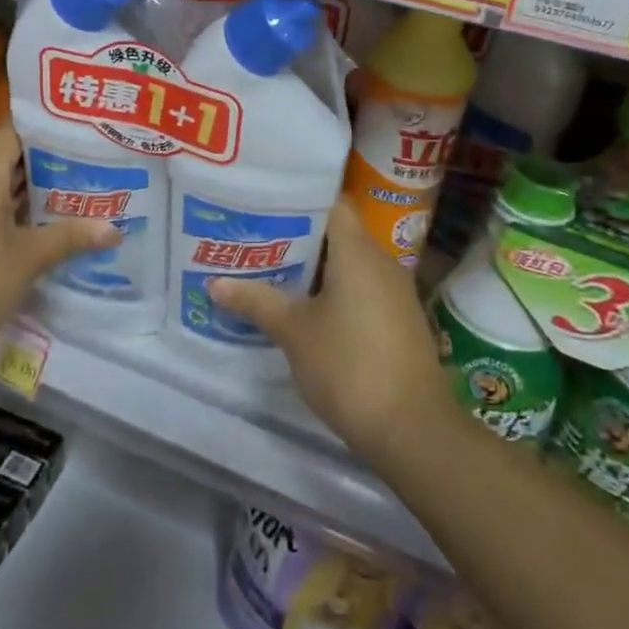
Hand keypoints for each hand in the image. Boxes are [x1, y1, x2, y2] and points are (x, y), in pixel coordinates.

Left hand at [0, 125, 119, 368]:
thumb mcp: (27, 261)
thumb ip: (70, 238)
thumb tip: (114, 229)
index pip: (14, 132)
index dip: (46, 127)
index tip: (81, 129)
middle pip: (8, 160)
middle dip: (49, 162)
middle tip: (92, 163)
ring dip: (32, 192)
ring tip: (76, 192)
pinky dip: (13, 214)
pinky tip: (40, 230)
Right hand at [209, 199, 459, 468]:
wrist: (413, 429)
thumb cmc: (349, 366)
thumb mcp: (294, 332)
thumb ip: (256, 301)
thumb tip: (215, 282)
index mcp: (358, 250)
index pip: (330, 202)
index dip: (297, 198)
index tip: (263, 203)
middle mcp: (381, 261)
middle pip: (336, 232)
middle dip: (296, 235)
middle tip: (254, 238)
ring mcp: (394, 291)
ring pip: (348, 263)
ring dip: (313, 267)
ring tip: (270, 269)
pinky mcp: (398, 319)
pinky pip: (360, 288)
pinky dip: (332, 290)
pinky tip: (303, 307)